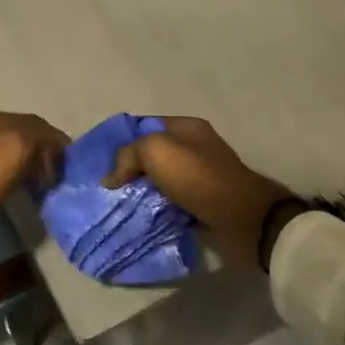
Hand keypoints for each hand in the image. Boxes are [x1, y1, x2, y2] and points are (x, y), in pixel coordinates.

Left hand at [0, 111, 69, 254]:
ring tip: (42, 187)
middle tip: (59, 178)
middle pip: (26, 137)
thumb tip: (56, 147)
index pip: (40, 125)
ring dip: (29, 167)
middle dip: (45, 154)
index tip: (72, 166)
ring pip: (12, 153)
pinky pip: (0, 170)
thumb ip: (41, 139)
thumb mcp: (18, 149)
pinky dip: (14, 177)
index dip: (58, 144)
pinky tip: (19, 191)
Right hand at [102, 117, 289, 268]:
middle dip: (131, 170)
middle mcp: (195, 147)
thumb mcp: (155, 151)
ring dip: (143, 193)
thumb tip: (111, 178)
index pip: (145, 126)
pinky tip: (142, 218)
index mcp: (187, 127)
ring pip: (161, 181)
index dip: (124, 141)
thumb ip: (128, 155)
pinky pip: (172, 202)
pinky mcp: (204, 201)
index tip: (104, 163)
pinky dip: (158, 209)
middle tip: (110, 188)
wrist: (240, 217)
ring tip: (121, 206)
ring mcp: (201, 175)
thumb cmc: (197, 176)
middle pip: (153, 155)